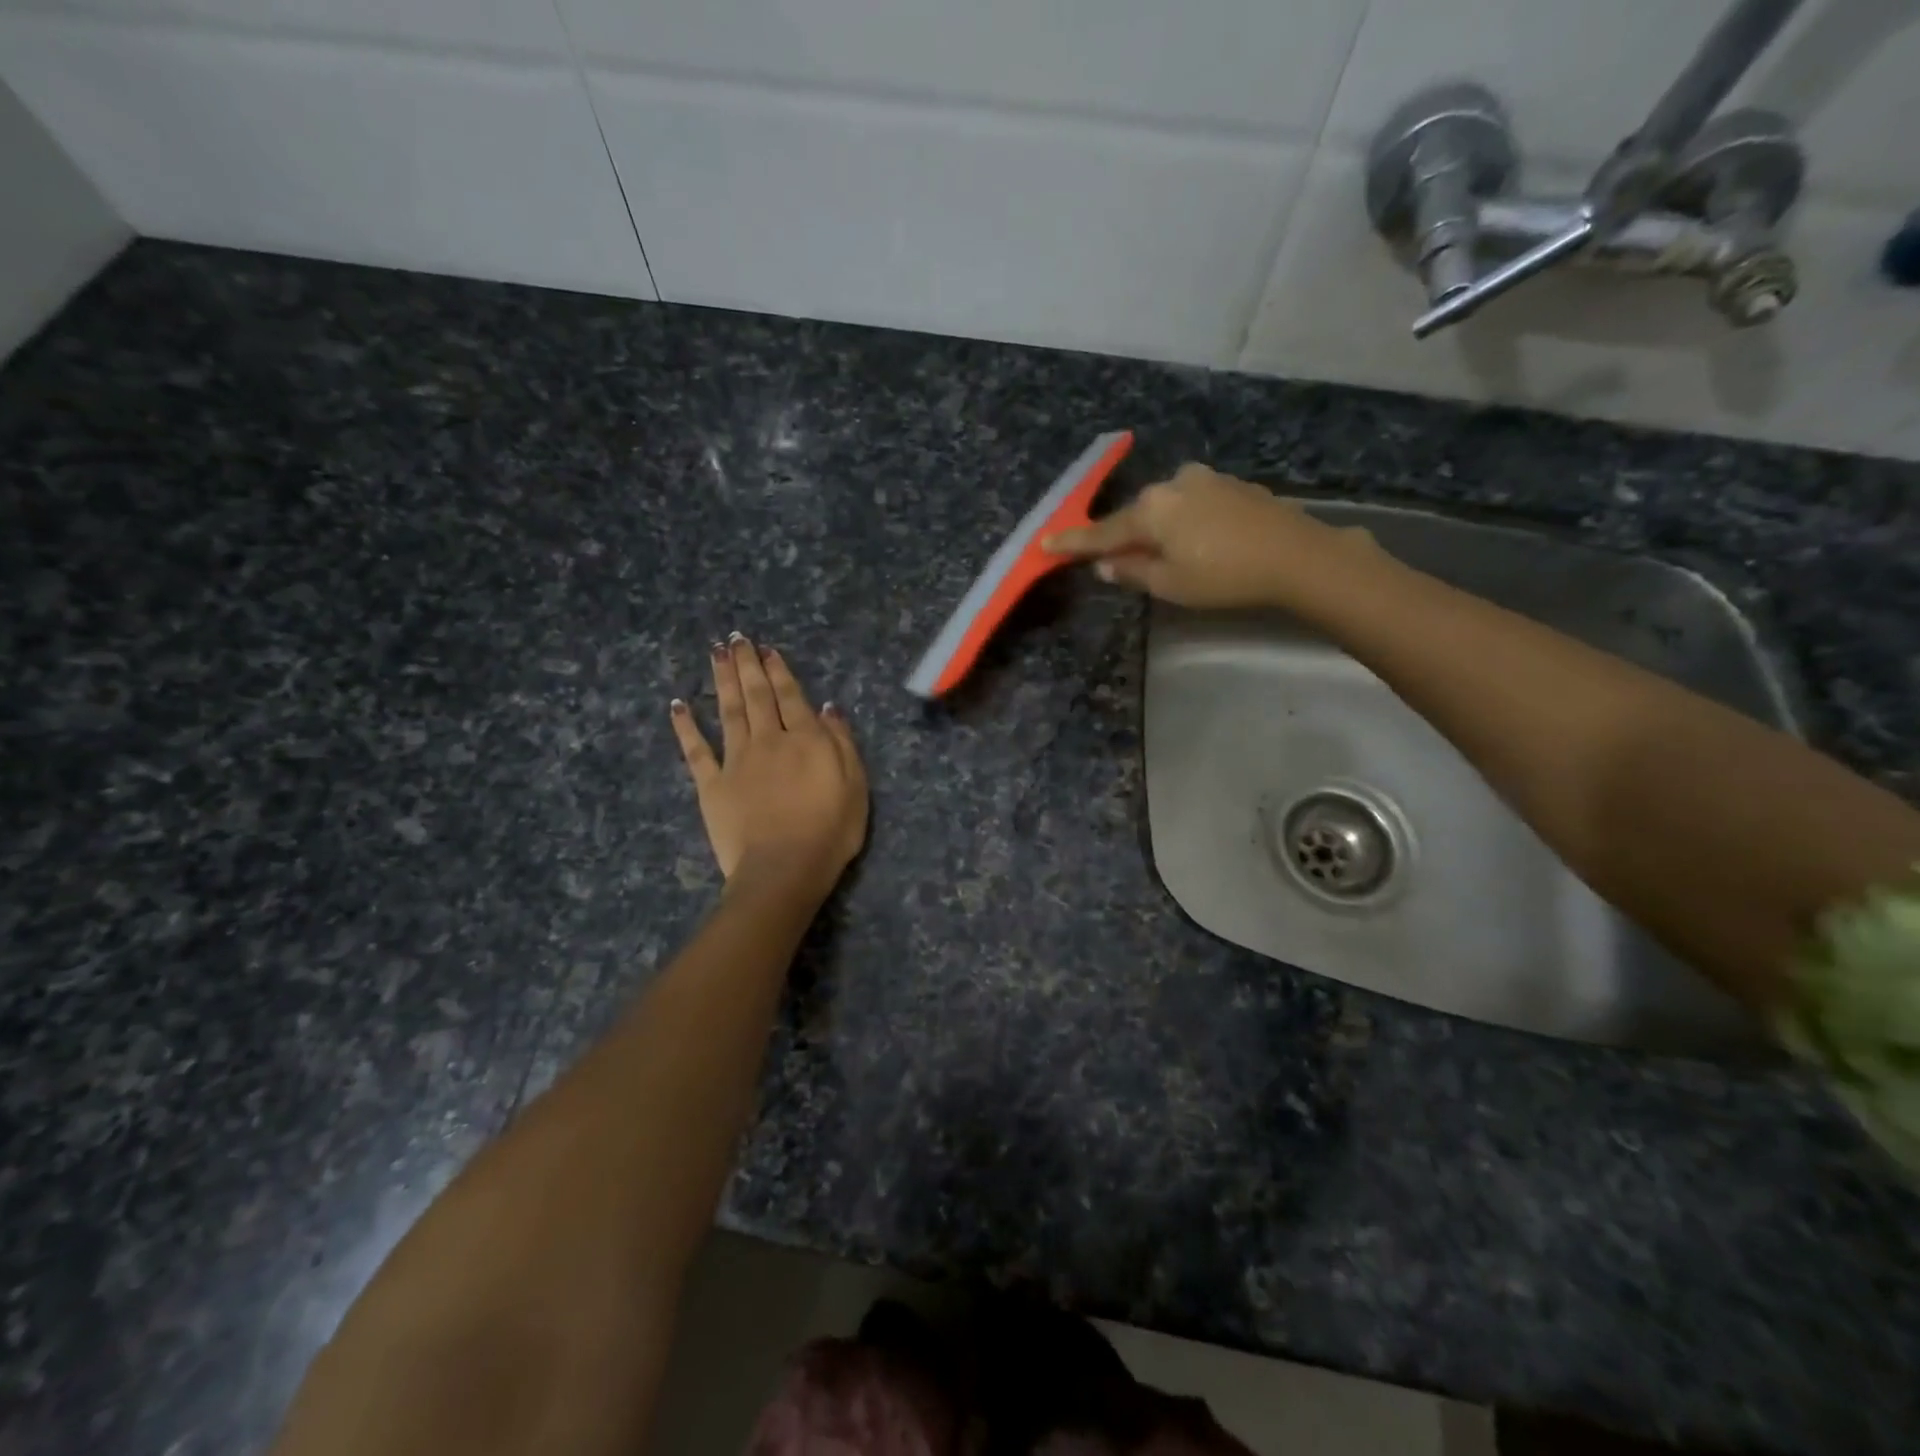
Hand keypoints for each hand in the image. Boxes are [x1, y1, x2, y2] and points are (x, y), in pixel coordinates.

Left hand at [670, 634, 868, 890]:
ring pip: (728, 711)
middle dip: (747, 665)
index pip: (791, 696)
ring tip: (716, 653)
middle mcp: (768, 740)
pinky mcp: (711, 785)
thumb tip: (827, 708)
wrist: (784, 869)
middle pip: (757, 696)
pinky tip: (678, 705)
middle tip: (737, 639)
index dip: (779, 671)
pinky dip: (686, 726)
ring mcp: (736, 761)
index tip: (768, 650)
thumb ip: (841, 743)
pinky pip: (696, 751)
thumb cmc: (830, 831)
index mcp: (805, 740)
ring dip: (722, 680)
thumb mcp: (855, 786)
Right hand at [1042, 463, 1384, 611]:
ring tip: (1168, 557)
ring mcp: (1205, 480)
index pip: (1103, 532)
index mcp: (1152, 509)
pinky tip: (1200, 542)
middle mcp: (1173, 484)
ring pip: (1167, 508)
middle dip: (1126, 537)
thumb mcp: (1171, 584)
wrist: (1297, 555)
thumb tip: (1105, 566)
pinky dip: (1185, 523)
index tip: (1045, 542)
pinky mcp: (1232, 485)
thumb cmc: (1224, 576)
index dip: (1074, 542)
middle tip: (1119, 563)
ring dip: (1159, 530)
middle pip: (1137, 516)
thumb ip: (1132, 572)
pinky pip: (1192, 504)